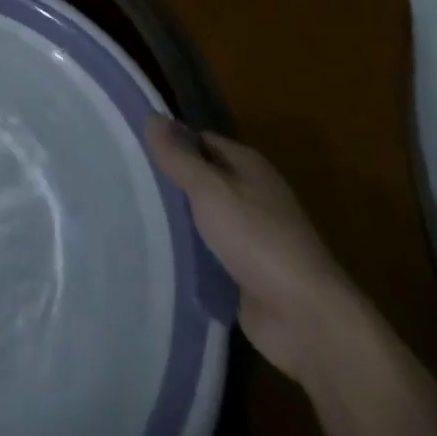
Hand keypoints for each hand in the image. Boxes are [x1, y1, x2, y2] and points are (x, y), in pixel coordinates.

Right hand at [146, 115, 357, 379]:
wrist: (307, 320)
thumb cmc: (258, 240)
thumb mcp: (209, 190)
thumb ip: (178, 156)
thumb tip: (151, 115)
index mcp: (247, 164)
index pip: (200, 140)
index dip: (171, 143)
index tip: (135, 152)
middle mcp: (251, 193)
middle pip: (202, 178)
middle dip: (171, 183)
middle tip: (129, 185)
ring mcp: (252, 236)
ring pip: (204, 218)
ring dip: (179, 221)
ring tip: (135, 218)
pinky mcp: (248, 273)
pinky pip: (210, 253)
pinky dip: (191, 254)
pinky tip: (161, 254)